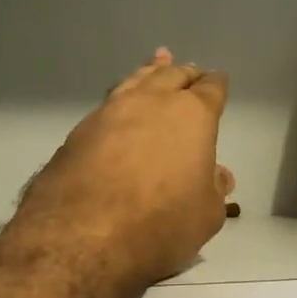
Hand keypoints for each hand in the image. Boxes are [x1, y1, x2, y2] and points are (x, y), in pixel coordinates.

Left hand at [18, 50, 234, 286]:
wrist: (82, 234)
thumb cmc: (160, 222)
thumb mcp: (206, 214)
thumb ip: (214, 189)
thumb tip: (217, 174)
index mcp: (191, 115)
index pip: (209, 90)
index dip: (215, 84)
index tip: (217, 80)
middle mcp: (151, 103)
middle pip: (170, 76)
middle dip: (183, 73)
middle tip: (189, 70)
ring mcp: (110, 112)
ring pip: (135, 81)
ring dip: (149, 72)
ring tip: (155, 63)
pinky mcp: (79, 132)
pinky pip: (109, 103)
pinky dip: (122, 96)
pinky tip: (121, 105)